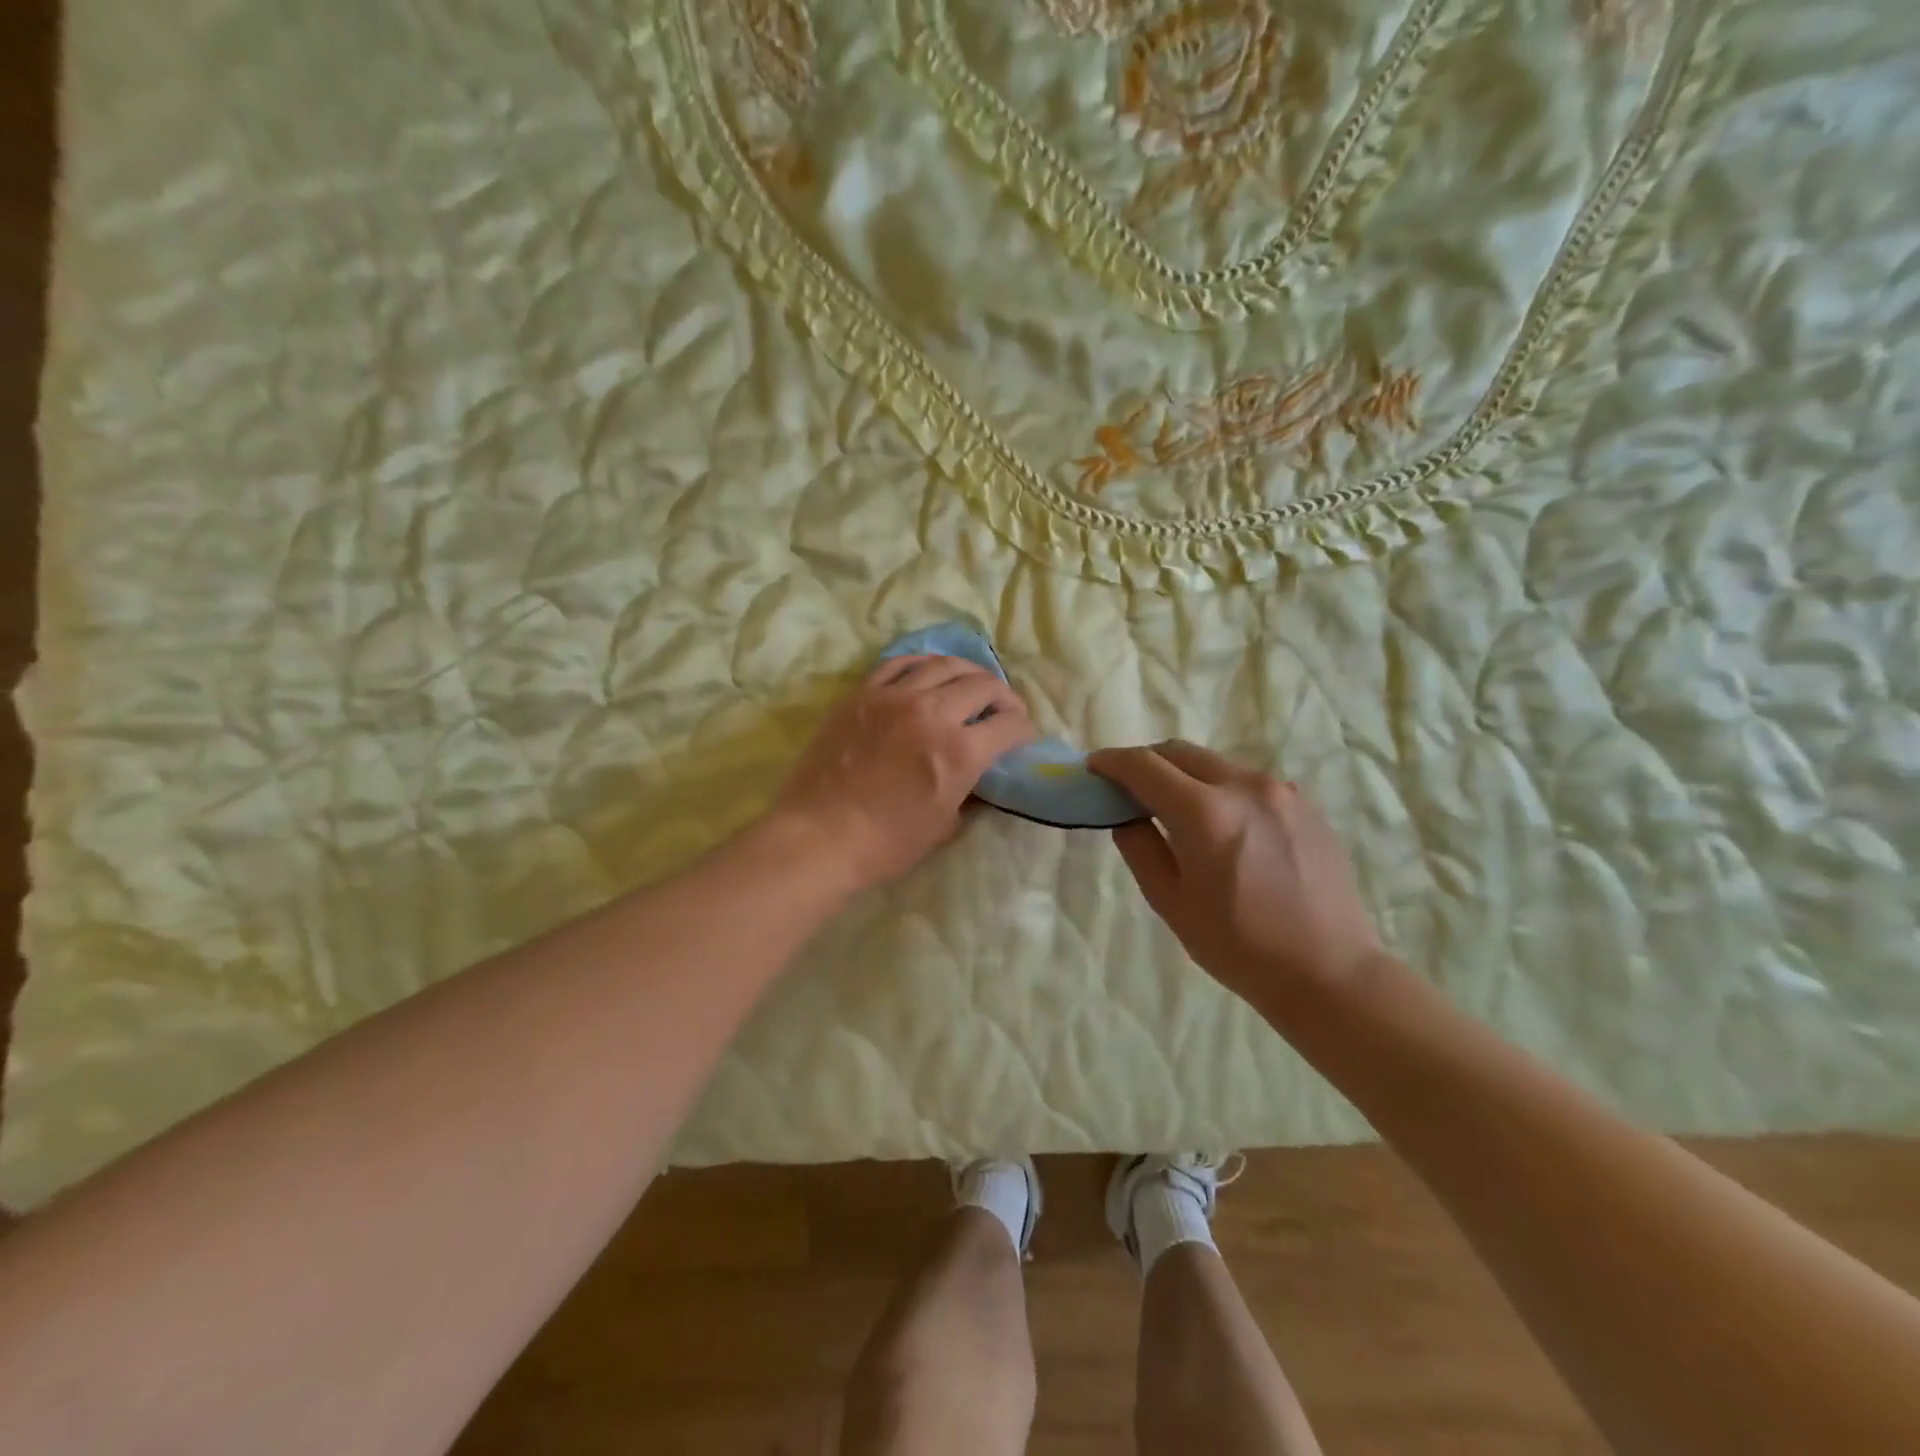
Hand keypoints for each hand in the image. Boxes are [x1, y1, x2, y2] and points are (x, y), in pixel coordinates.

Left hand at [770, 655, 1033, 892]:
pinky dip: (923, 664)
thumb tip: (979, 776)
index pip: (1009, 725)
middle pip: (983, 686)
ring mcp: (894, 697)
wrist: (819, 836)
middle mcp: (933, 712)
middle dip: (1004, 697)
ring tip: (972, 683)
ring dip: (968, 673)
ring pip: (944, 665)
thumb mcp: (944, 826)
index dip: (1024, 729)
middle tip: (1004, 710)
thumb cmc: (886, 842)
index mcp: (960, 751)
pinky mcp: (863, 694)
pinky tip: (929, 672)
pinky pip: (899, 664)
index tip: (1023, 736)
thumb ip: (969, 793)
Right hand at [1087, 741, 1385, 1009]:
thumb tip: (1127, 816)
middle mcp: (1244, 786)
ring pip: (1215, 764)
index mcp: (1204, 813)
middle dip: (1146, 761)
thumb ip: (1140, 848)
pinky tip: (1222, 827)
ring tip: (1173, 808)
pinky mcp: (1304, 804)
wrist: (1329, 972)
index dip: (1112, 762)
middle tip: (1126, 786)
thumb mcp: (1171, 902)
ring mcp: (1280, 791)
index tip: (1093, 768)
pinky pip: (1248, 782)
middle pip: (1180, 752)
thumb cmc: (1239, 947)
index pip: (1144, 766)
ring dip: (1184, 775)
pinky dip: (1220, 789)